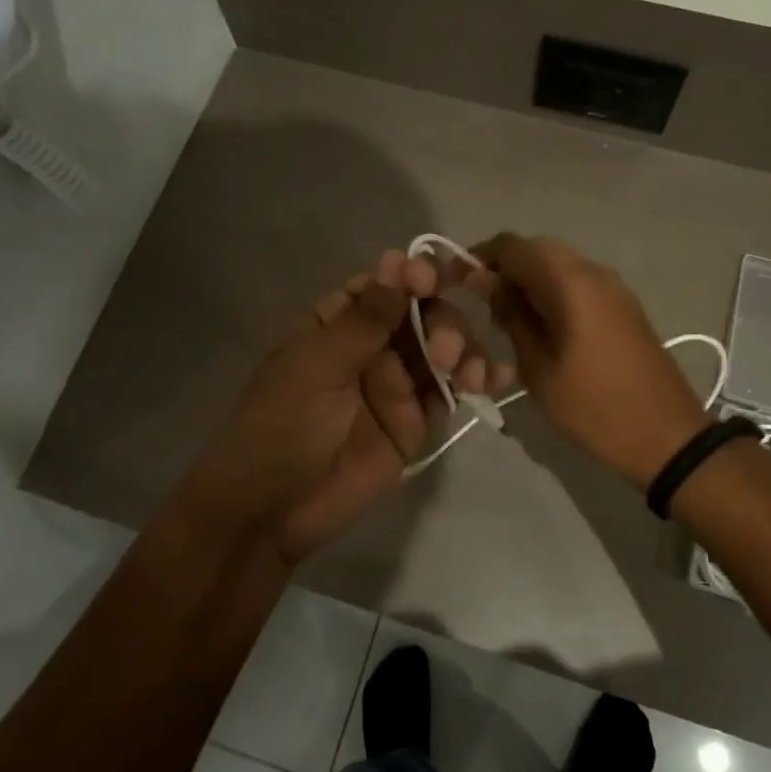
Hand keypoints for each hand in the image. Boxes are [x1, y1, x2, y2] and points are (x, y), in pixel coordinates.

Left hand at [172, 249, 510, 563]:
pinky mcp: (414, 423)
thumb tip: (397, 261)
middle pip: (422, 314)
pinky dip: (476, 381)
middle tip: (444, 353)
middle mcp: (370, 347)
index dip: (411, 275)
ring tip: (471, 375)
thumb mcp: (318, 365)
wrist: (273, 510)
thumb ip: (365, 319)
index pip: (383, 285)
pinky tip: (497, 379)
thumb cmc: (283, 425)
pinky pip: (450, 393)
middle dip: (443, 322)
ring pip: (442, 349)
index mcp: (336, 324)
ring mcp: (394, 385)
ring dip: (464, 350)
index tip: (431, 280)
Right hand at [466, 233, 709, 489]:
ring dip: (529, 280)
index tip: (460, 284)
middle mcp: (594, 271)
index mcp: (571, 282)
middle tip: (483, 303)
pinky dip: (552, 292)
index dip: (481, 257)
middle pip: (537, 249)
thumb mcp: (538, 366)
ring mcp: (614, 286)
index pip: (513, 245)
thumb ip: (511, 316)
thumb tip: (486, 281)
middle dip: (505, 268)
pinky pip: (578, 282)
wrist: (666, 434)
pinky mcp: (623, 304)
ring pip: (559, 264)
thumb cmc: (594, 406)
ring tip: (508, 318)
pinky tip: (541, 325)